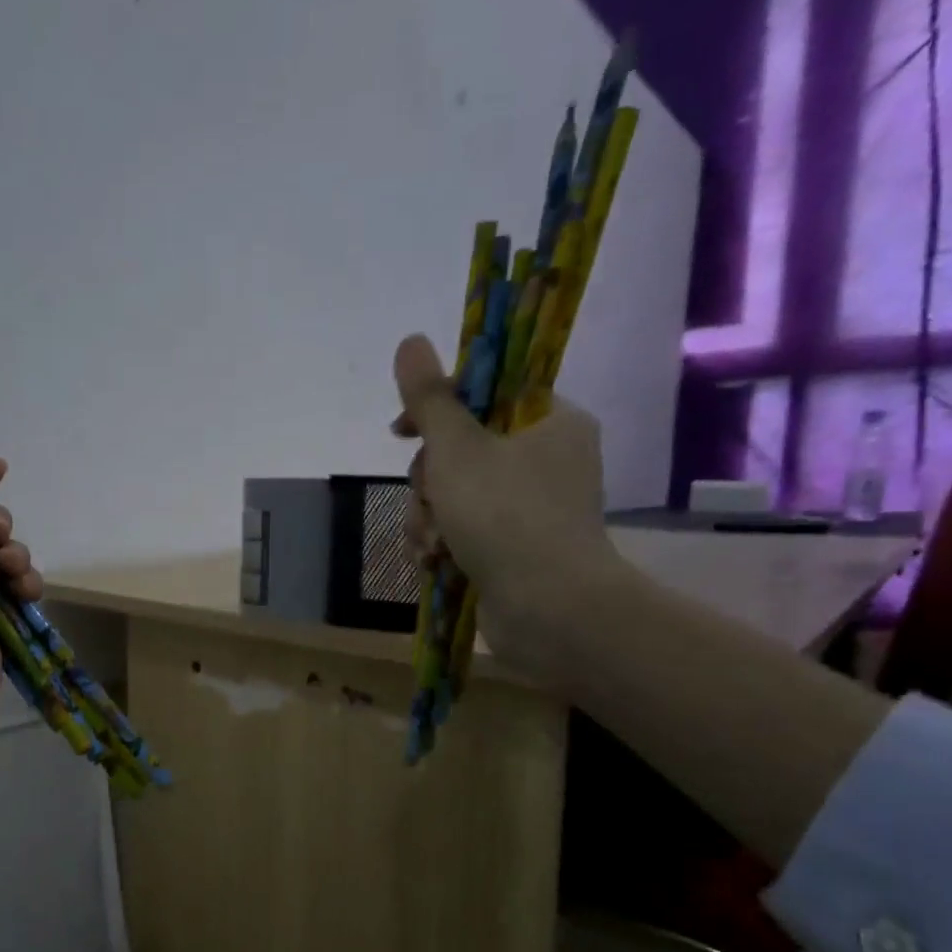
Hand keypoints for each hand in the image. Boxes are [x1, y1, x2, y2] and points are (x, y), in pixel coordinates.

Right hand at [391, 334, 625, 686]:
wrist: (549, 611)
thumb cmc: (506, 516)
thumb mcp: (458, 449)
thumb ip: (430, 398)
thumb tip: (411, 341)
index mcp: (550, 421)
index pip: (485, 393)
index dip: (437, 409)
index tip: (402, 431)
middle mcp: (546, 459)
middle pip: (461, 449)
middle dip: (429, 481)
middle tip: (429, 501)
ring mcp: (532, 507)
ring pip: (455, 493)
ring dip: (429, 516)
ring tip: (431, 543)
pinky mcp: (516, 546)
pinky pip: (465, 528)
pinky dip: (444, 542)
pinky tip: (434, 561)